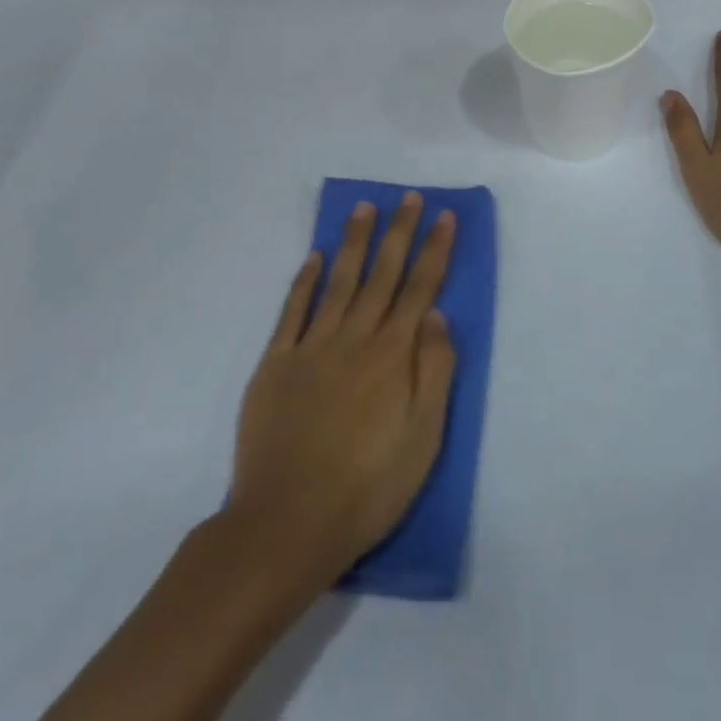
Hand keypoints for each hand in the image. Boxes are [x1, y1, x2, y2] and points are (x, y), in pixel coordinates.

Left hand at [229, 195, 457, 589]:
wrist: (287, 524)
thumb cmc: (368, 486)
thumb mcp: (423, 437)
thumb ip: (434, 371)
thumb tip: (436, 315)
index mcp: (392, 355)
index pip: (420, 289)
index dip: (434, 250)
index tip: (444, 216)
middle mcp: (354, 338)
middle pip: (382, 274)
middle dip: (399, 232)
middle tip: (408, 197)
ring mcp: (311, 347)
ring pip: (339, 281)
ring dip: (354, 242)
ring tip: (364, 207)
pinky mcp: (276, 364)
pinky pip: (293, 311)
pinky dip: (305, 281)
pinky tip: (315, 257)